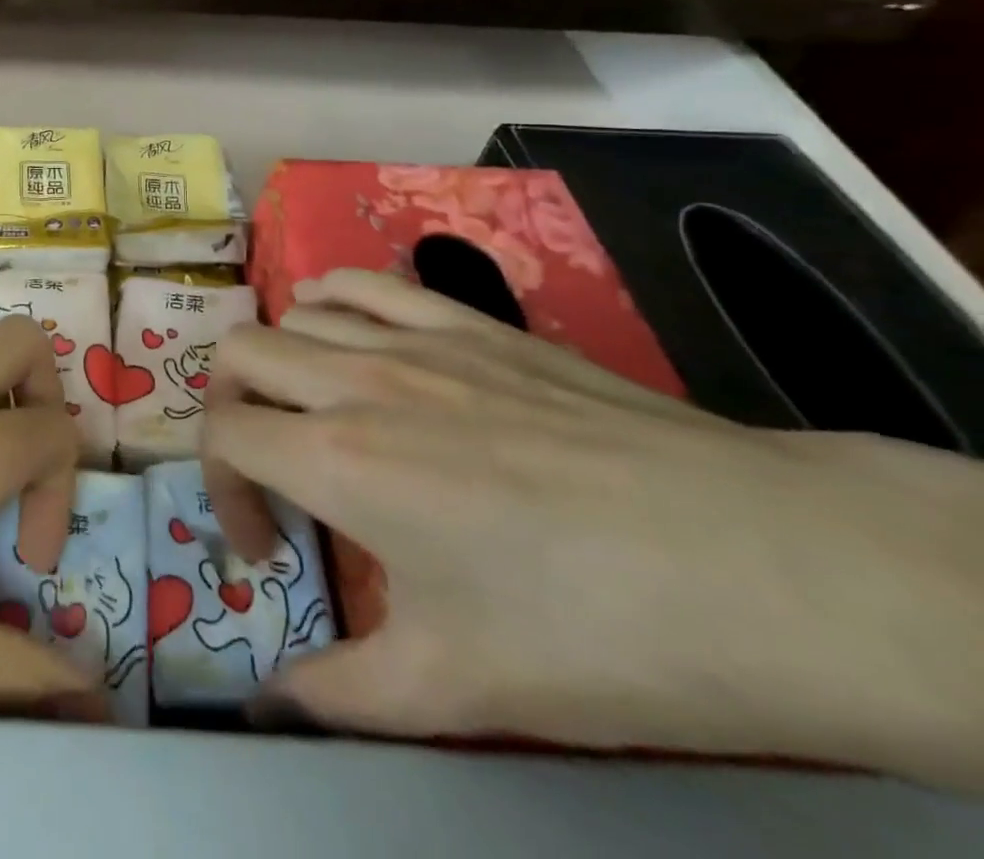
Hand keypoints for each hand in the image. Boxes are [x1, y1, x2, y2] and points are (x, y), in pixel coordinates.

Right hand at [203, 270, 983, 790]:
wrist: (764, 567)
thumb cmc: (595, 633)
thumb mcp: (455, 690)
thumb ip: (340, 695)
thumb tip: (269, 703)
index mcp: (337, 460)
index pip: (224, 437)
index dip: (222, 492)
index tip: (269, 549)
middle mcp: (356, 381)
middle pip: (239, 354)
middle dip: (229, 409)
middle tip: (268, 466)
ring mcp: (416, 341)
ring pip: (295, 314)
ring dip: (278, 359)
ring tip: (308, 408)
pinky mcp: (472, 324)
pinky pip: (370, 283)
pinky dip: (333, 297)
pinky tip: (343, 327)